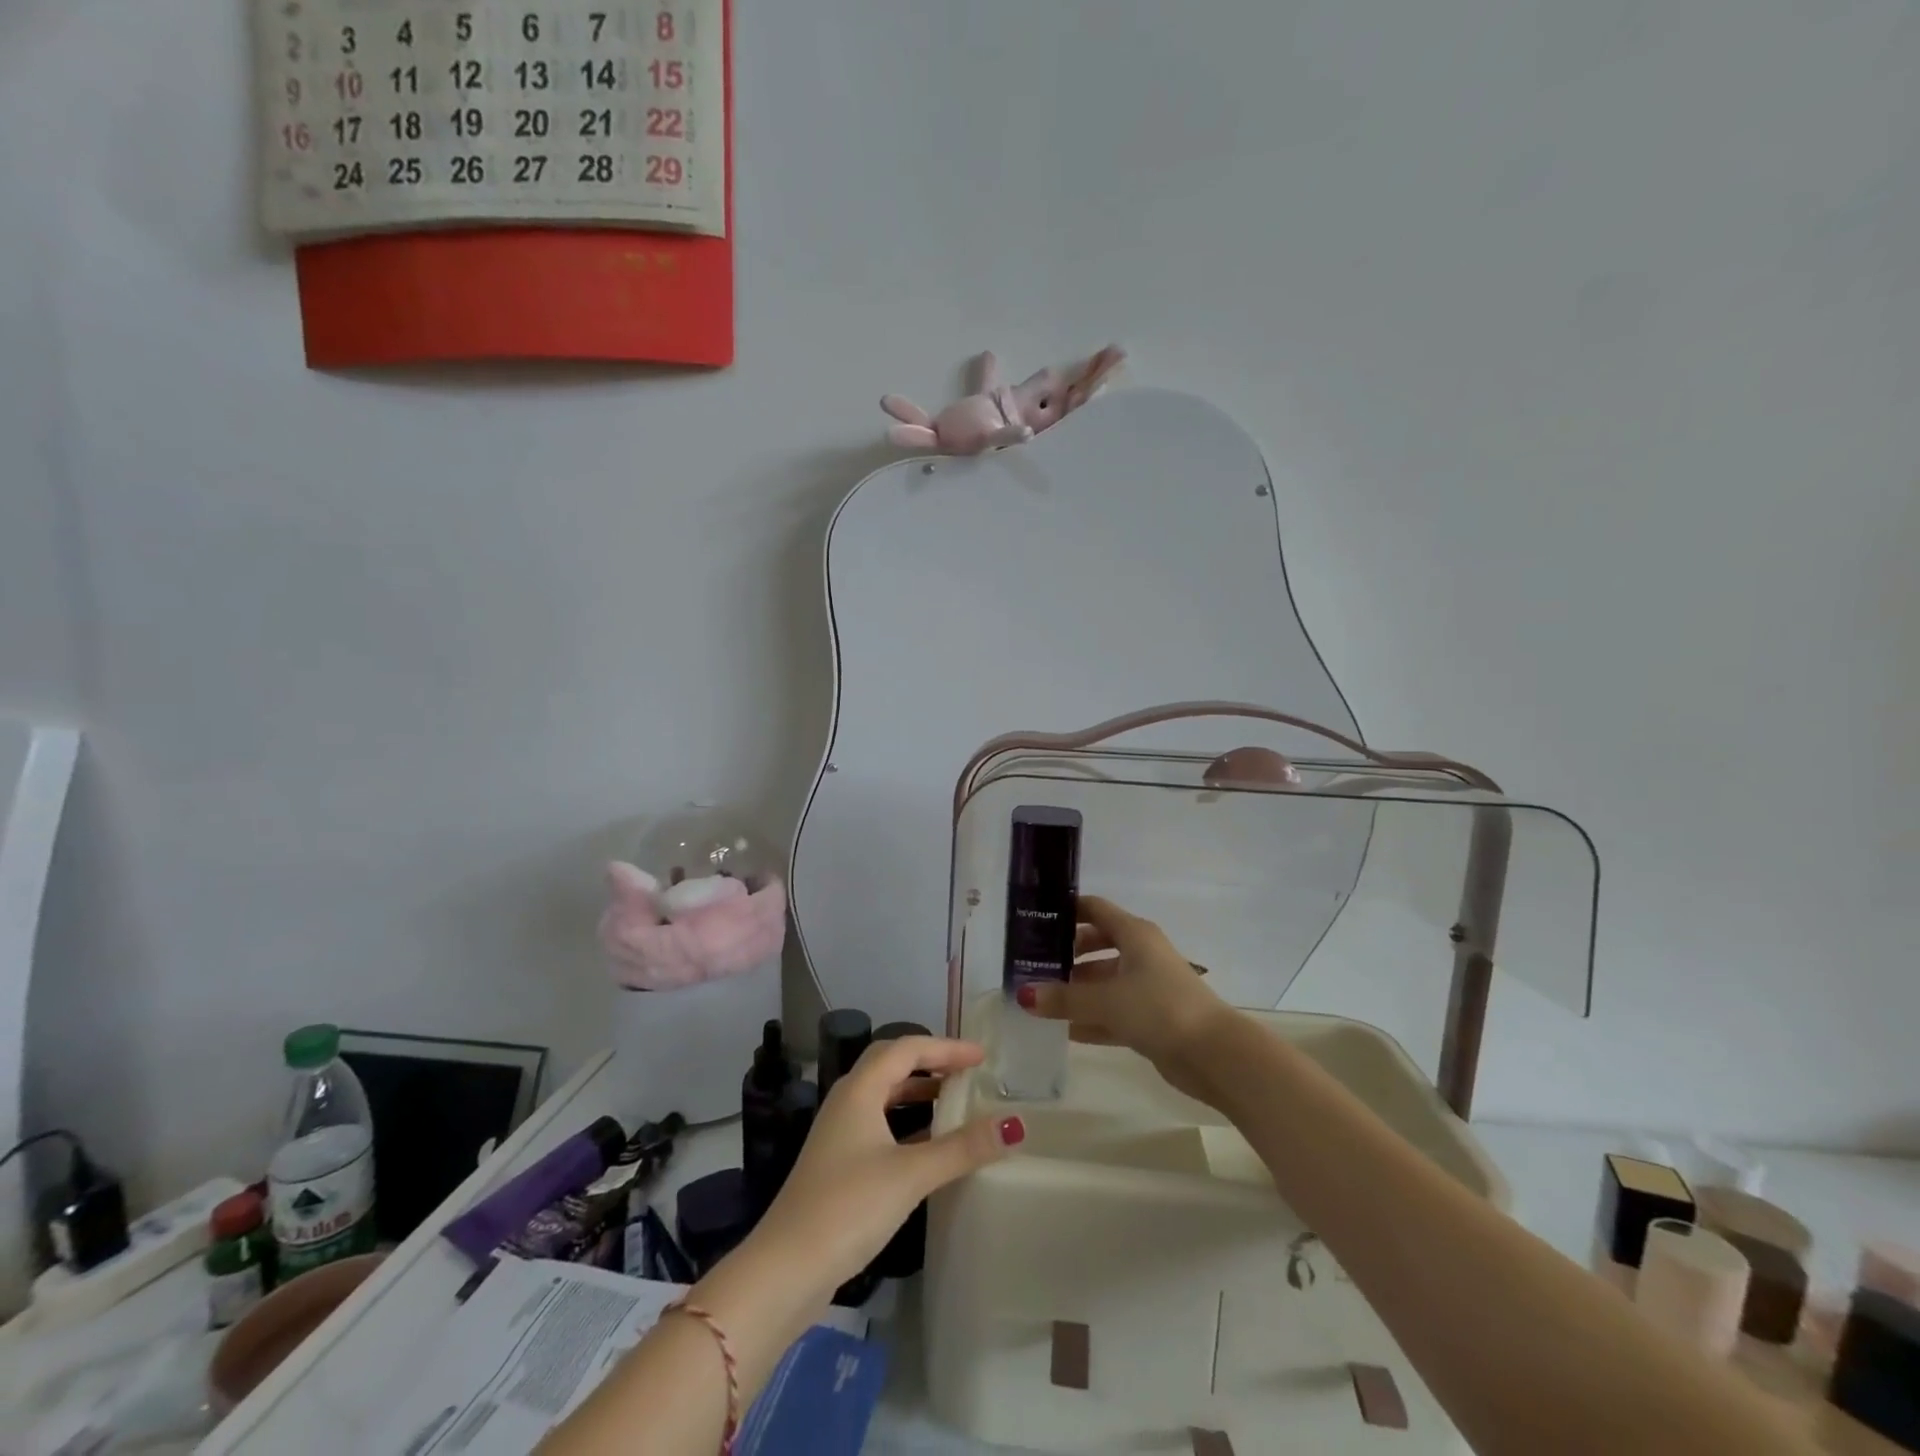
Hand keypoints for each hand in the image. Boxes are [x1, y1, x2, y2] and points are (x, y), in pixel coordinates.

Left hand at [752, 1036, 1022, 1300]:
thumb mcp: (910, 1175)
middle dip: (931, 1063)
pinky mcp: (839, 1164)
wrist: (786, 1269)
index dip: (946, 1048)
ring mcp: (840, 1134)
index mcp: (859, 1089)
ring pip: (885, 1096)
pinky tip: (929, 1147)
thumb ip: (961, 1148)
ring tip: (955, 1102)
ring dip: (919, 1093)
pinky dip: (908, 1124)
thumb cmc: (848, 1207)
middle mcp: (847, 1101)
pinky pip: (881, 1125)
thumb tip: (1013, 1125)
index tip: (982, 1057)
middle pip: (892, 1065)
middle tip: (967, 1072)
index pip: (907, 1048)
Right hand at [1018, 895, 1232, 1105]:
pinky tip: (1064, 1031)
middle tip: (1033, 965)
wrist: (1214, 1054)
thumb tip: (1024, 995)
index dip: (1066, 910)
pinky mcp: (1152, 1018)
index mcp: (1134, 934)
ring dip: (1077, 990)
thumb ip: (1063, 998)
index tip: (1035, 919)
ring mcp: (1148, 987)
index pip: (1094, 909)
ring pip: (1104, 981)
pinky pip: (1113, 1012)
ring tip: (1040, 1000)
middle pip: (1097, 944)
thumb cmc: (1159, 1008)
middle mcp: (1141, 954)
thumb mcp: (1106, 1000)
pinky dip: (1092, 1018)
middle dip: (1067, 954)